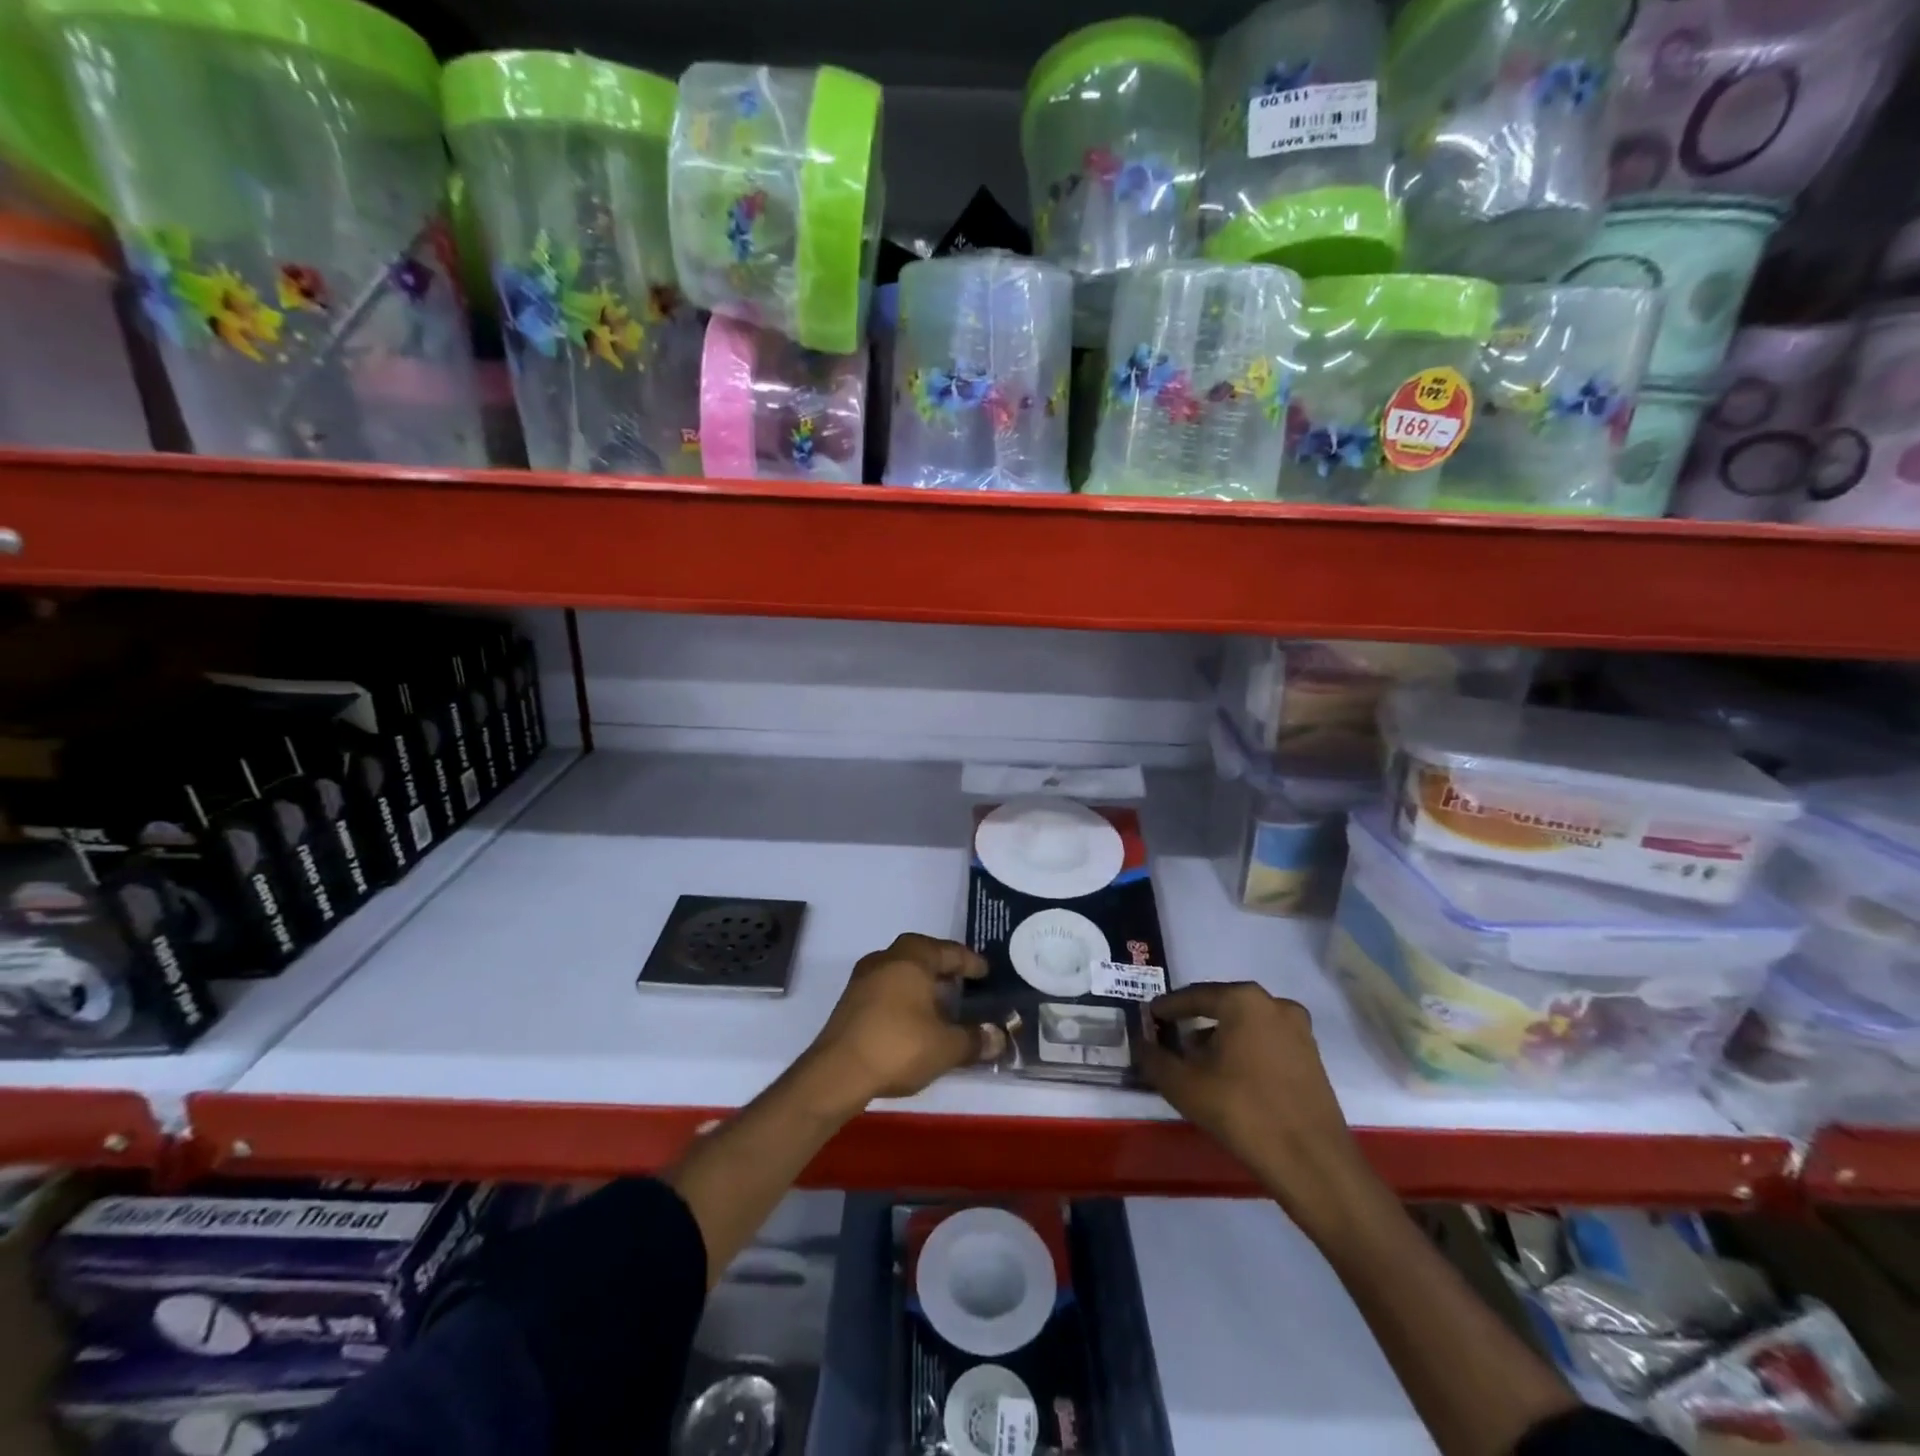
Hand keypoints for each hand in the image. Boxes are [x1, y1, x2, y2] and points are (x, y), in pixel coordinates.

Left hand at [801, 934, 1004, 1113]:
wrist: (837, 1073)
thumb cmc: (899, 1046)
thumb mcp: (946, 1047)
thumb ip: (975, 1039)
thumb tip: (998, 1037)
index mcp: (911, 958)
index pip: (948, 951)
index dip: (970, 962)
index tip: (985, 972)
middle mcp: (885, 959)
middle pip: (920, 955)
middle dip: (943, 968)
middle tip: (963, 982)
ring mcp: (863, 980)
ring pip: (900, 971)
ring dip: (921, 983)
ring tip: (941, 1003)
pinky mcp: (850, 1002)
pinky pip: (886, 989)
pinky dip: (904, 998)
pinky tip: (914, 1020)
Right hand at [1141, 982, 1368, 1231]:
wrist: (1313, 1163)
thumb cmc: (1243, 1112)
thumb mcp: (1184, 1086)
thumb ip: (1154, 1059)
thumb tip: (1140, 1043)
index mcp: (1243, 1000)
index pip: (1194, 996)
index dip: (1167, 1008)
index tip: (1149, 1017)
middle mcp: (1274, 1004)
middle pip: (1222, 1007)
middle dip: (1194, 1022)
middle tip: (1170, 1039)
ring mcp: (1299, 1030)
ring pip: (1246, 1025)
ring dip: (1220, 1038)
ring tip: (1197, 1063)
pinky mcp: (1312, 1057)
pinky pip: (1266, 1042)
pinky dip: (1244, 1051)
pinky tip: (1229, 1077)